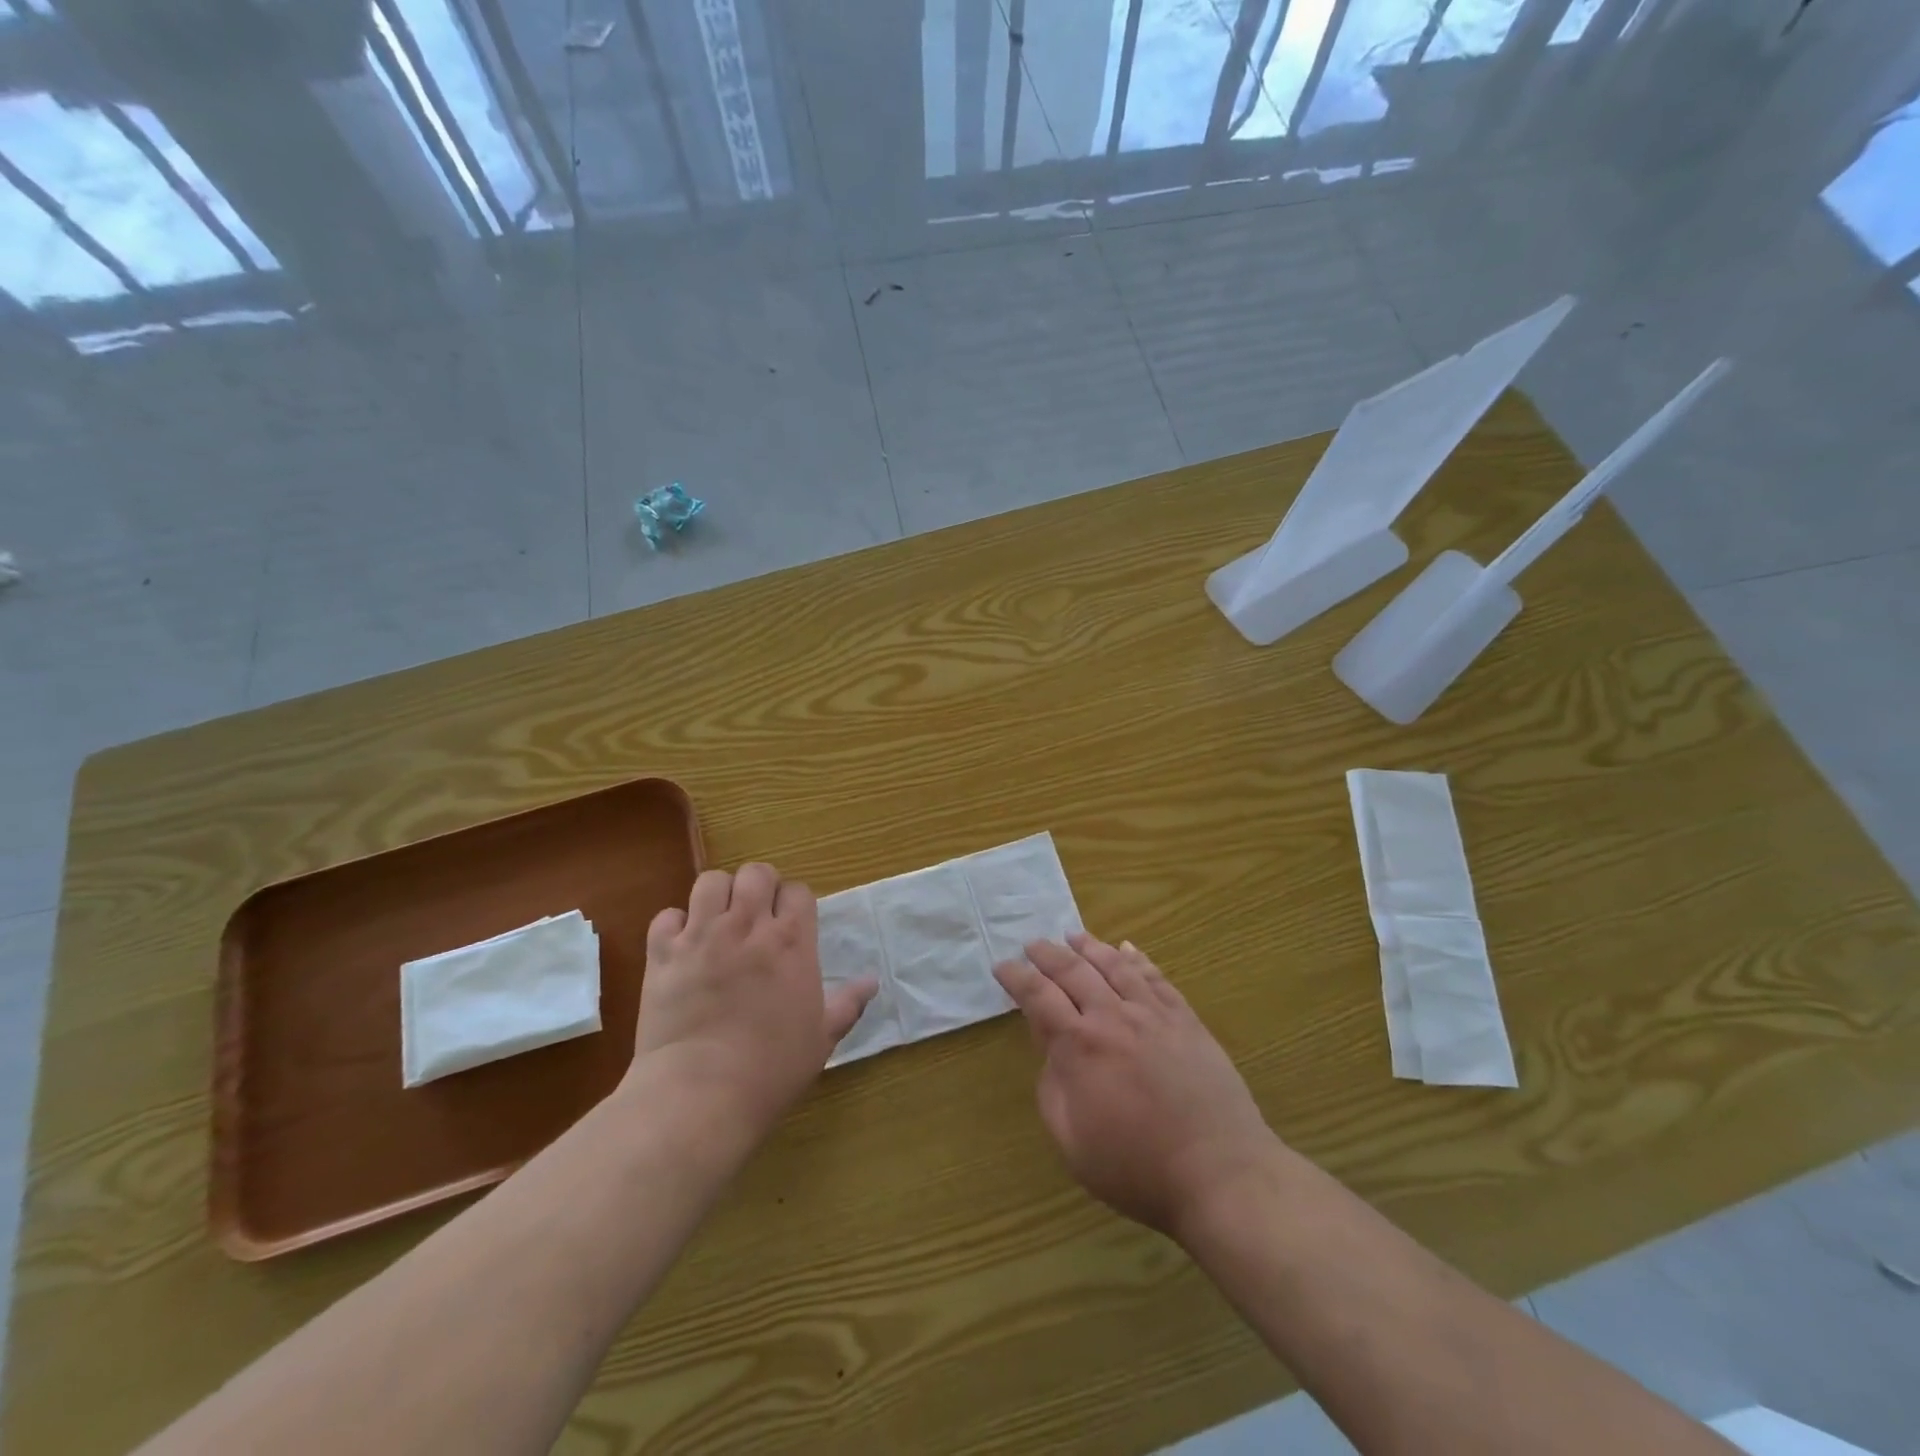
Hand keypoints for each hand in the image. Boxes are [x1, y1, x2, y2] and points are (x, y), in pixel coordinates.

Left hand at [631, 863, 876, 1155]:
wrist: (700, 1094)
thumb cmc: (771, 1069)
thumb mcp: (821, 1039)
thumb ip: (847, 1004)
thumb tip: (872, 982)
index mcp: (791, 942)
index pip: (798, 891)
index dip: (795, 903)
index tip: (791, 923)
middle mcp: (748, 926)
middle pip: (756, 873)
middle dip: (758, 886)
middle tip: (755, 915)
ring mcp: (702, 936)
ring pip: (710, 882)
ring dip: (717, 896)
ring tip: (717, 921)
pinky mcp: (663, 953)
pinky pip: (666, 916)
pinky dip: (675, 925)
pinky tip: (681, 947)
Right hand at [994, 934, 1276, 1237]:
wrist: (1219, 1172)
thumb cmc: (1137, 1168)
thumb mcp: (1072, 1142)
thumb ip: (1052, 1089)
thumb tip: (1051, 1051)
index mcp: (1079, 1046)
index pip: (1038, 996)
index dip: (1016, 977)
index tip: (1002, 966)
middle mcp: (1113, 1017)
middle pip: (1073, 970)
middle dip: (1047, 954)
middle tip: (1032, 944)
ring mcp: (1153, 1014)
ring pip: (1115, 965)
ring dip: (1089, 947)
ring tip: (1073, 936)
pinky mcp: (1185, 1020)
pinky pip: (1156, 978)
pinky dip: (1137, 959)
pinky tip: (1128, 950)